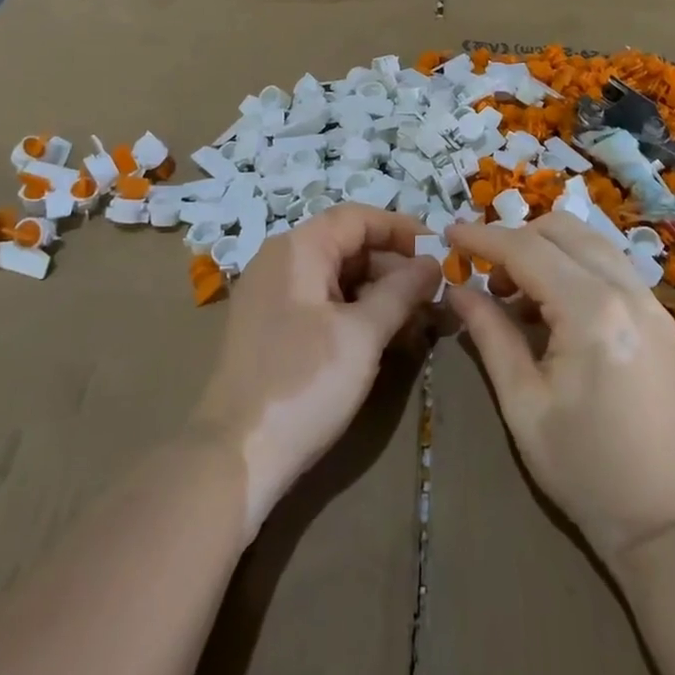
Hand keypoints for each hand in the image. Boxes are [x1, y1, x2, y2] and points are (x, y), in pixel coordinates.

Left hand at [192, 204, 440, 533]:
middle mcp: (280, 260)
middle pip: (347, 245)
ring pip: (336, 276)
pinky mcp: (270, 327)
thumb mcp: (363, 335)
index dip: (401, 229)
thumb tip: (433, 263)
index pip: (358, 218)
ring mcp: (271, 294)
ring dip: (377, 292)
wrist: (234, 456)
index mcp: (299, 248)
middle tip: (433, 295)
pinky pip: (320, 302)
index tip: (439, 251)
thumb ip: (401, 291)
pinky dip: (354, 312)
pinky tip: (382, 338)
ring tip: (415, 322)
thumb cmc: (304, 383)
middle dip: (393, 266)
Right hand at [446, 213, 674, 564]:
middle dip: (516, 239)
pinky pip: (611, 265)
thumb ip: (490, 334)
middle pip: (562, 229)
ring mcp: (652, 301)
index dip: (483, 237)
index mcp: (591, 312)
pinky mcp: (661, 317)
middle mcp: (627, 290)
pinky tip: (557, 310)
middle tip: (487, 280)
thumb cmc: (584, 469)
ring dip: (547, 249)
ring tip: (519, 297)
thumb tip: (457, 290)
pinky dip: (575, 266)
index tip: (448, 235)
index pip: (526, 249)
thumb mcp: (523, 403)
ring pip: (590, 240)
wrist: (669, 522)